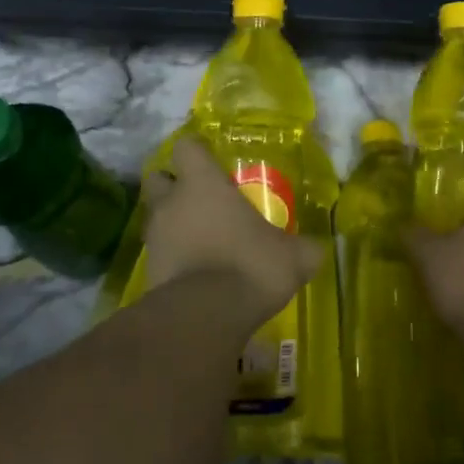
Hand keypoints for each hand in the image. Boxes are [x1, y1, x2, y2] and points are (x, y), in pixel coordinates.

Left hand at [141, 136, 321, 327]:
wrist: (206, 316)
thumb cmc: (250, 265)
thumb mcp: (293, 256)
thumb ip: (303, 248)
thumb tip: (315, 249)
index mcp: (202, 183)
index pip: (186, 147)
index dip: (196, 152)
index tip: (210, 161)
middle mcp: (171, 203)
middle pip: (157, 178)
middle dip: (172, 185)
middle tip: (198, 199)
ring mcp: (154, 238)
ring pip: (155, 217)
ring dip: (172, 224)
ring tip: (199, 239)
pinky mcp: (148, 272)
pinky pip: (158, 254)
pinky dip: (171, 258)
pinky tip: (194, 272)